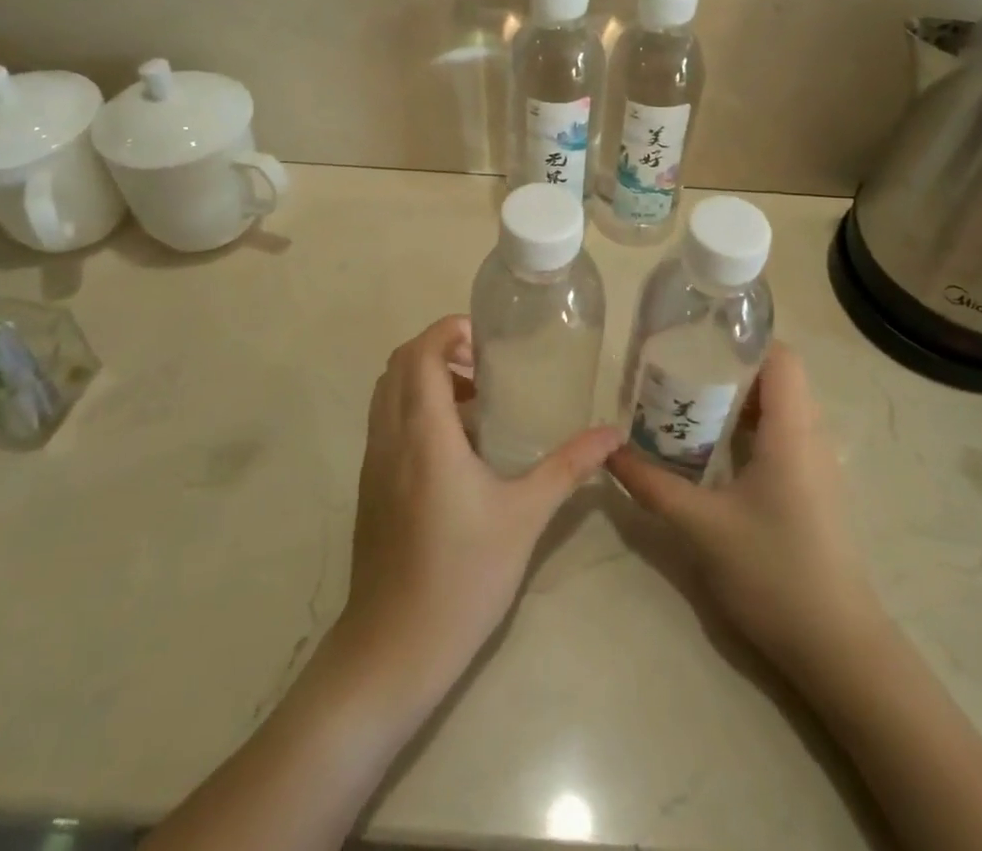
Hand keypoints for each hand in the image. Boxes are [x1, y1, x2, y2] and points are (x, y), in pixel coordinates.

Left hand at [332, 315, 619, 712]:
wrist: (392, 649)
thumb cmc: (462, 576)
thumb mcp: (524, 517)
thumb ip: (568, 468)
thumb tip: (612, 433)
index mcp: (423, 433)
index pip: (420, 352)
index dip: (448, 331)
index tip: (486, 340)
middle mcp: (390, 436)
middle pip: (399, 363)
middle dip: (439, 349)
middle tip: (484, 367)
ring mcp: (373, 462)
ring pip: (387, 392)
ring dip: (424, 378)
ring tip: (474, 402)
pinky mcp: (369, 486)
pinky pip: (385, 421)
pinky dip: (413, 407)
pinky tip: (455, 446)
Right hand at [608, 342, 879, 679]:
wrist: (838, 649)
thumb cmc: (774, 573)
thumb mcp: (702, 528)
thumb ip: (652, 485)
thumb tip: (609, 452)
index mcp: (792, 431)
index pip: (781, 357)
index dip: (743, 341)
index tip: (697, 342)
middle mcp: (811, 437)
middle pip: (776, 378)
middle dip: (728, 369)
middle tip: (679, 374)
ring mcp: (816, 465)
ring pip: (779, 409)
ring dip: (737, 402)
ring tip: (688, 406)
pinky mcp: (813, 489)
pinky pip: (782, 437)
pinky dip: (748, 430)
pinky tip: (713, 452)